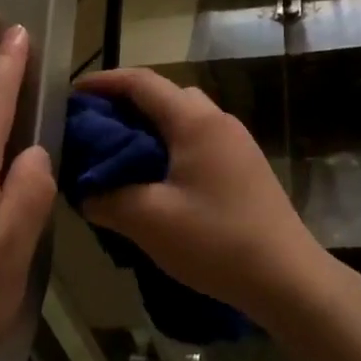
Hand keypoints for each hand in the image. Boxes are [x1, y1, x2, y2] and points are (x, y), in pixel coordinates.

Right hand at [74, 67, 326, 322]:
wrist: (288, 278)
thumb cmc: (216, 241)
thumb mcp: (149, 221)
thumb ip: (108, 199)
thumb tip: (85, 191)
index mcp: (195, 122)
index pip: (142, 83)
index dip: (104, 83)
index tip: (73, 95)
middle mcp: (218, 121)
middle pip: (165, 95)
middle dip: (126, 104)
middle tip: (94, 128)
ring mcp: (237, 143)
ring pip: (184, 118)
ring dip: (150, 127)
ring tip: (121, 155)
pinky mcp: (245, 166)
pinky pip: (199, 140)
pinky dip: (171, 146)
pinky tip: (157, 179)